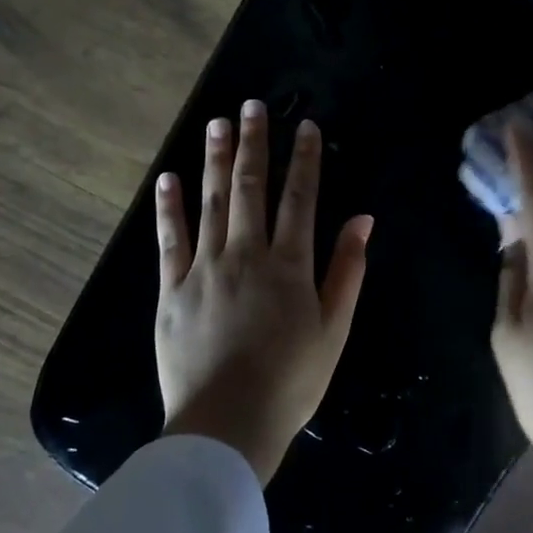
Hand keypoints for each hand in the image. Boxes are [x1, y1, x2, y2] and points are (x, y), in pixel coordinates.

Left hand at [154, 100, 372, 484]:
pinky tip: (170, 178)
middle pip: (251, 188)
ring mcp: (205, 269)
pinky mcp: (172, 289)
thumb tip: (362, 220)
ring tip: (217, 124)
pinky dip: (170, 207)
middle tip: (251, 106)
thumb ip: (347, 271)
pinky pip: (171, 239)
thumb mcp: (334, 330)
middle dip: (254, 144)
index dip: (303, 160)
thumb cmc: (291, 382)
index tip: (304, 128)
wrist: (226, 425)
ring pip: (211, 202)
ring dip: (215, 160)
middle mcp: (247, 255)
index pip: (299, 199)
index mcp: (290, 265)